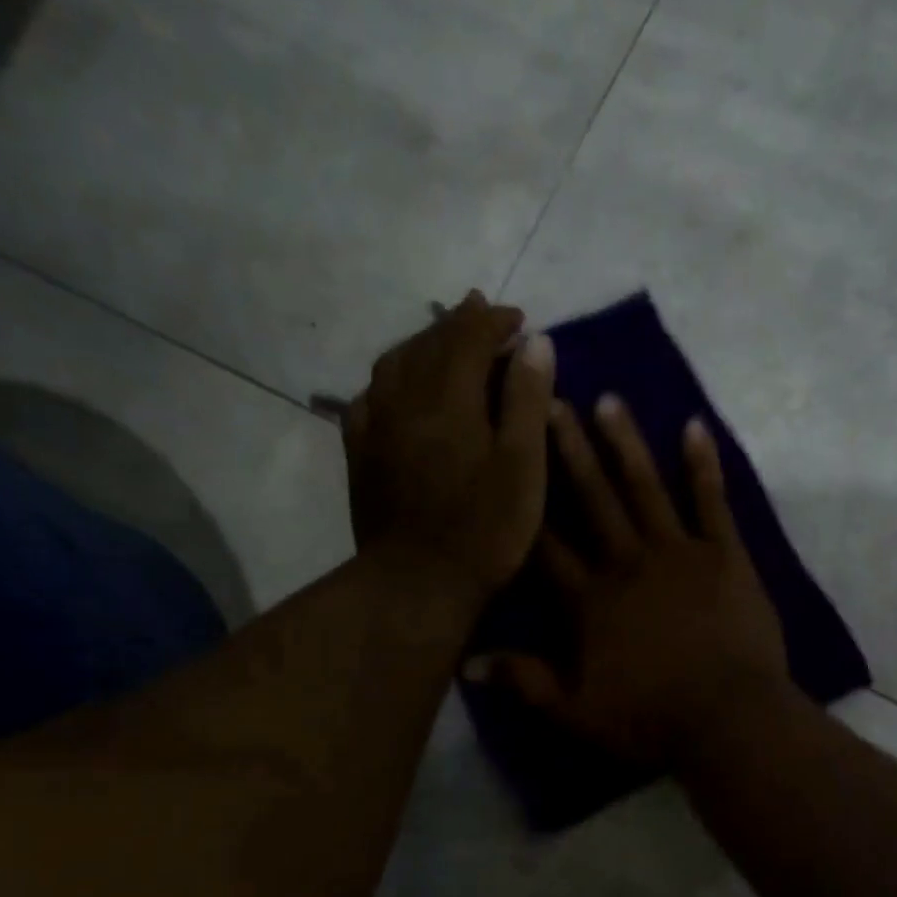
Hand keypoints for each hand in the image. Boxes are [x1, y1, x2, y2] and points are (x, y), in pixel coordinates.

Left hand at [343, 291, 555, 594]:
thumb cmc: (484, 529)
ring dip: (423, 343)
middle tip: (482, 314)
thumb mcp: (523, 467)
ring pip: (395, 364)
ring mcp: (375, 425)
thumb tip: (535, 342)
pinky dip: (390, 381)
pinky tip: (397, 389)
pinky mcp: (360, 455)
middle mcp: (404, 398)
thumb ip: (527, 400)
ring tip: (443, 340)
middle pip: (429, 342)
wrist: (417, 583)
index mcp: (449, 397)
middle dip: (459, 324)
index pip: (470, 337)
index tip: (520, 320)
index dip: (496, 322)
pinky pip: (370, 398)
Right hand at [466, 394, 792, 765]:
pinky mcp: (726, 556)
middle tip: (549, 400)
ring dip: (625, 444)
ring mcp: (679, 553)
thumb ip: (524, 681)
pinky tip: (694, 426)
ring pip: (645, 488)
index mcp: (589, 601)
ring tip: (608, 400)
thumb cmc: (651, 720)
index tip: (506, 460)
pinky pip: (712, 502)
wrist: (729, 720)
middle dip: (568, 452)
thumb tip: (465, 662)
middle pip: (592, 500)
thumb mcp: (576, 712)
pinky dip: (703, 464)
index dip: (524, 503)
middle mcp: (627, 563)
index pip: (546, 545)